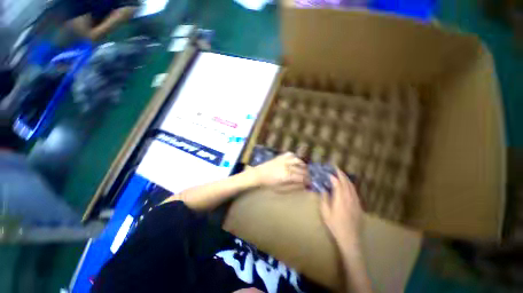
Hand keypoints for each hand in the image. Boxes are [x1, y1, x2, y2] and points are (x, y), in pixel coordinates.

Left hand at [249, 152, 308, 189]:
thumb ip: (293, 187)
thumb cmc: (269, 184)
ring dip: (303, 165)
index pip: (302, 178)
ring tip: (303, 169)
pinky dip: (295, 158)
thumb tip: (303, 186)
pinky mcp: (280, 156)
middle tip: (307, 178)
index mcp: (287, 176)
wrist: (258, 174)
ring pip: (298, 160)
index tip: (309, 183)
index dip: (307, 181)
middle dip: (307, 174)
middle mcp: (287, 166)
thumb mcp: (281, 189)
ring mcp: (284, 160)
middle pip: (301, 169)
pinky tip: (295, 161)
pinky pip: (291, 155)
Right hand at [320, 167, 362, 247]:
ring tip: (341, 174)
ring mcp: (355, 201)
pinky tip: (348, 185)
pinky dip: (350, 185)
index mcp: (340, 199)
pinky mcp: (359, 205)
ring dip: (346, 178)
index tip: (328, 172)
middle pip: (346, 182)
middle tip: (335, 168)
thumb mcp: (325, 212)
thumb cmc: (335, 225)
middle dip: (341, 174)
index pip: (337, 183)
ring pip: (352, 186)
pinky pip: (355, 191)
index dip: (333, 176)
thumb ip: (324, 199)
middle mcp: (349, 197)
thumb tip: (323, 189)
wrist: (350, 238)